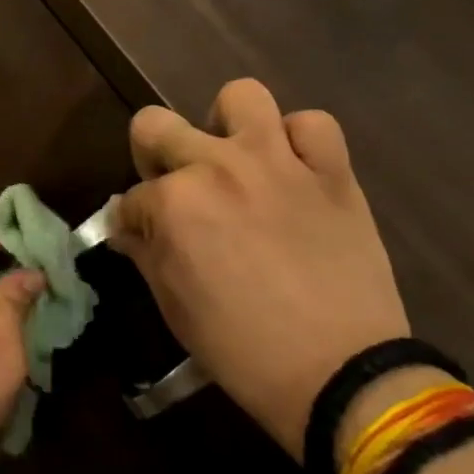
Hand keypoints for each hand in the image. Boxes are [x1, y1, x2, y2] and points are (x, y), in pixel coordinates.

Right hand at [112, 79, 408, 457]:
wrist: (344, 376)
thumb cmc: (242, 348)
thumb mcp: (173, 305)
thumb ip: (145, 252)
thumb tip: (128, 228)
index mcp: (172, 203)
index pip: (131, 196)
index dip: (133, 220)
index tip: (143, 238)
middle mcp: (216, 167)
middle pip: (155, 124)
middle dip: (151, 154)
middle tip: (173, 184)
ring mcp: (277, 163)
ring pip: (240, 96)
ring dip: (227, 124)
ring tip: (235, 157)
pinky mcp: (331, 172)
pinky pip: (313, 125)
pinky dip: (299, 141)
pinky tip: (293, 169)